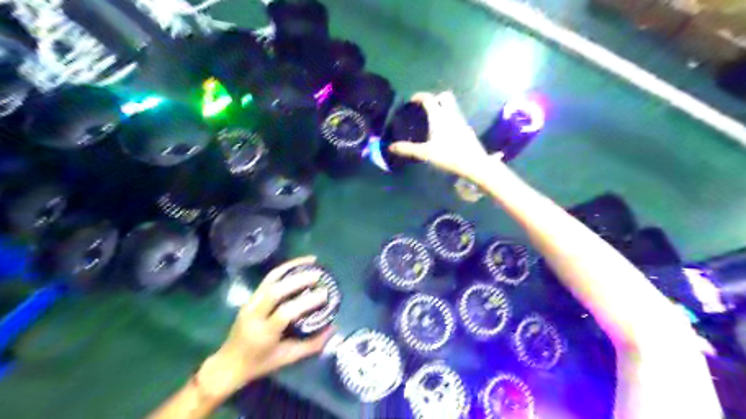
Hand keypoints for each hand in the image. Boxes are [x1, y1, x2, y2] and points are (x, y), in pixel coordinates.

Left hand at [202, 255, 334, 398]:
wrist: (228, 363)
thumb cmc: (260, 363)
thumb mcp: (288, 358)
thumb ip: (312, 345)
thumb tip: (334, 328)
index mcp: (264, 333)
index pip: (285, 313)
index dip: (306, 302)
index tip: (325, 295)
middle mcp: (254, 314)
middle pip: (275, 291)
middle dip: (298, 280)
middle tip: (319, 275)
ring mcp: (250, 303)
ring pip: (270, 279)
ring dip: (291, 268)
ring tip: (311, 261)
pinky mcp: (250, 297)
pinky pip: (268, 279)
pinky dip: (284, 269)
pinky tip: (298, 265)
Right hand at [391, 92, 500, 179]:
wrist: (474, 164)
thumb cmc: (449, 155)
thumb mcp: (426, 153)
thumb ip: (408, 149)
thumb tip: (390, 147)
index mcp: (439, 116)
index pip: (429, 98)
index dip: (419, 96)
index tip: (412, 100)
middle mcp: (451, 114)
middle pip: (445, 96)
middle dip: (435, 98)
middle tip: (425, 108)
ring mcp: (461, 121)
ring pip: (452, 107)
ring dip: (442, 108)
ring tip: (432, 120)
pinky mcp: (466, 129)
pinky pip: (456, 117)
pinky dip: (448, 118)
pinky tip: (443, 132)